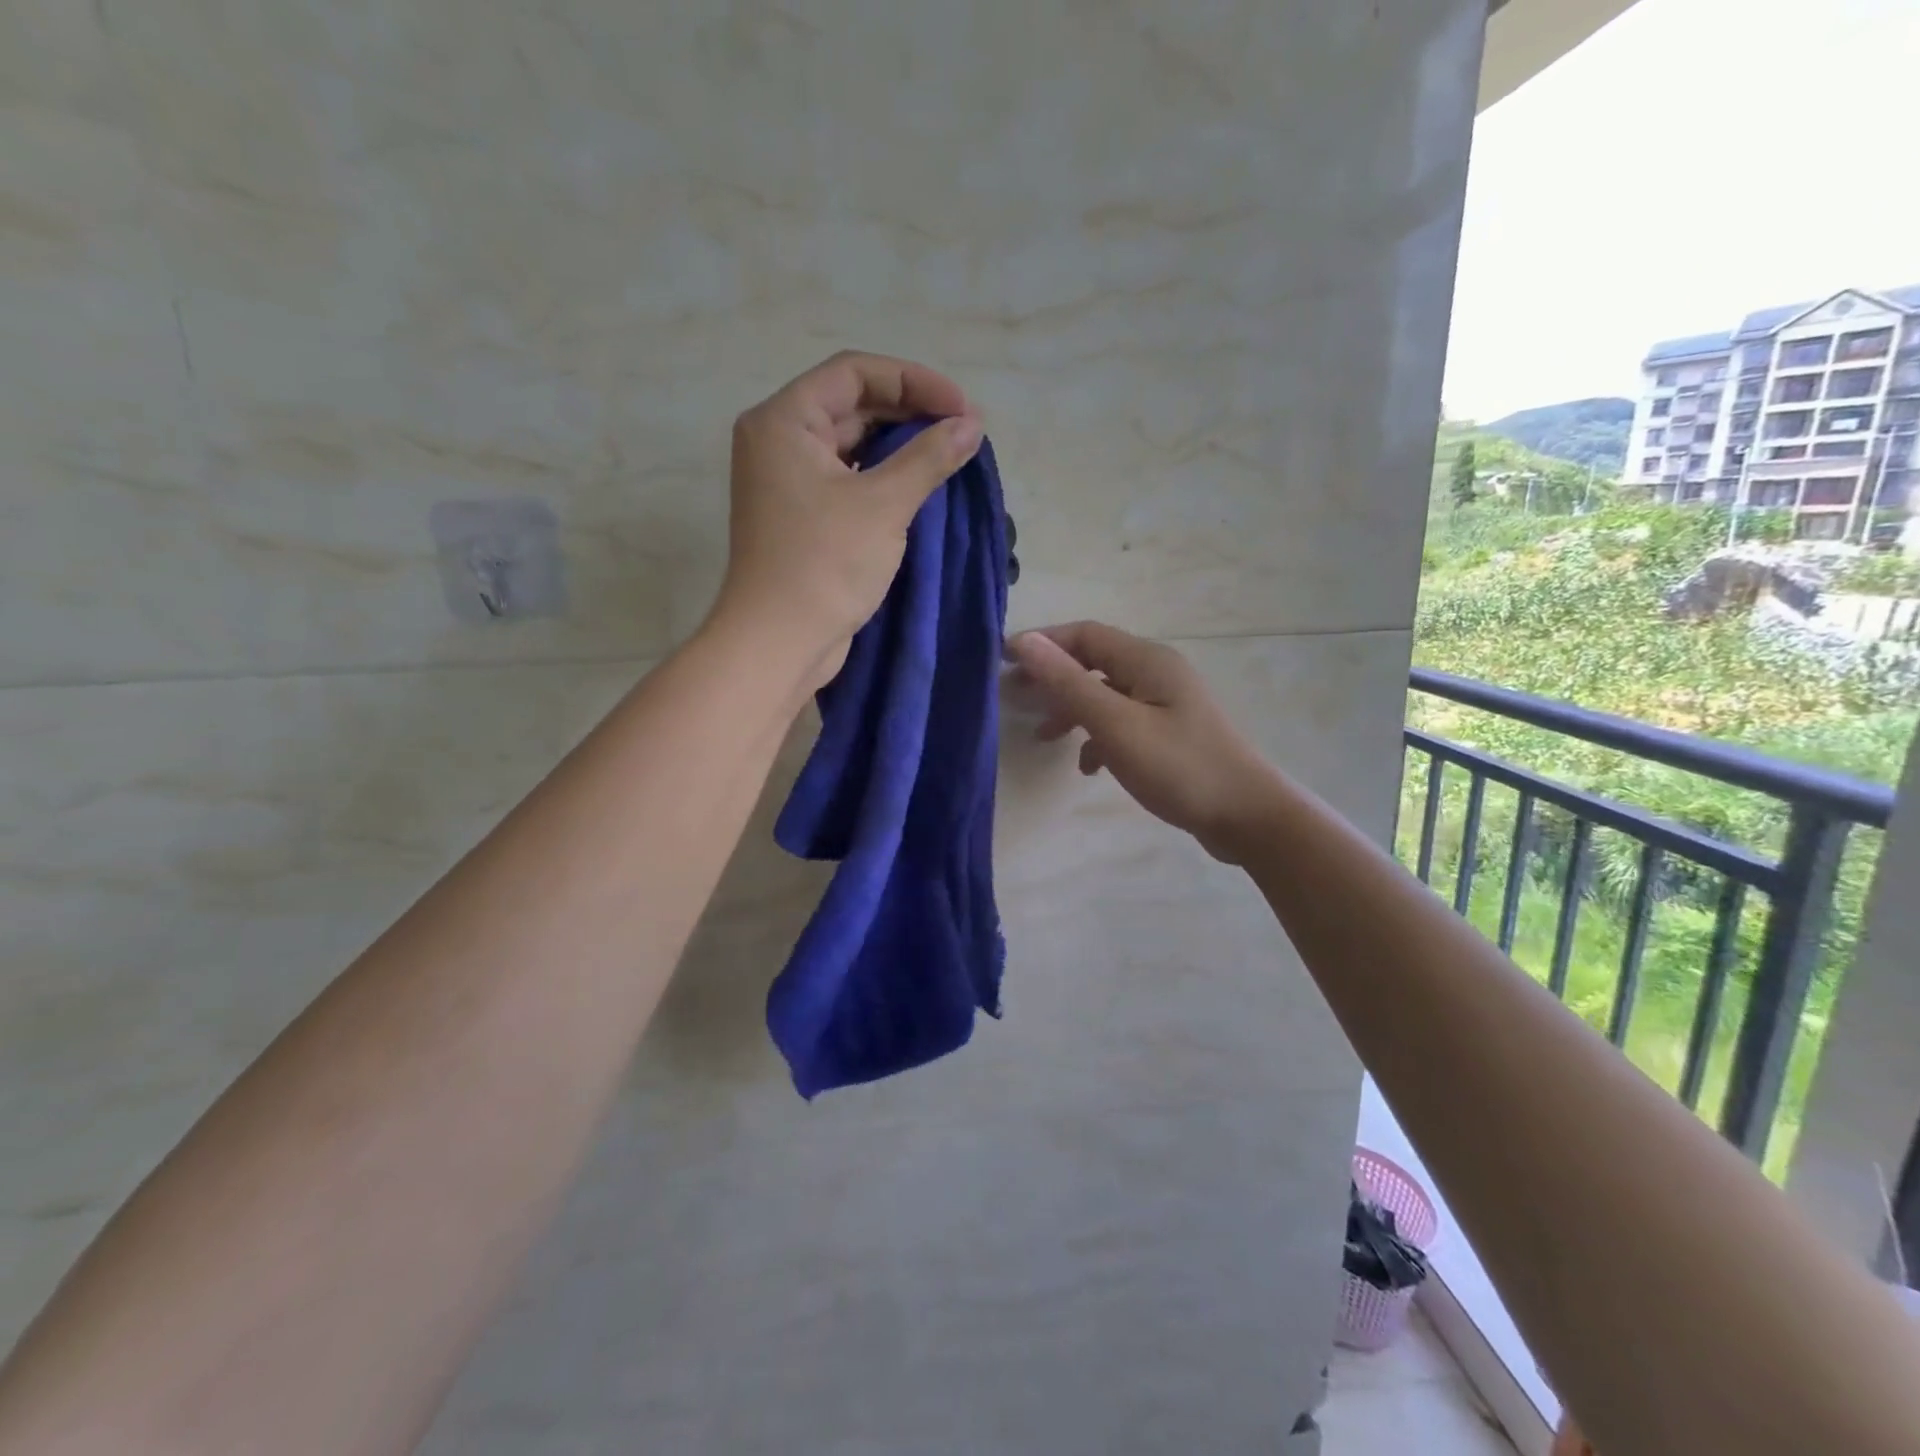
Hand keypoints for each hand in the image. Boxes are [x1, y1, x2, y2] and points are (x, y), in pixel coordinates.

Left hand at [713, 351, 983, 688]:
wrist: (780, 641)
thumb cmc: (825, 564)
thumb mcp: (884, 504)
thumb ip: (929, 457)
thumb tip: (970, 425)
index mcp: (783, 420)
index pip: (854, 373)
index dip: (913, 381)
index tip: (961, 408)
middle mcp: (778, 441)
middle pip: (851, 404)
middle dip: (909, 413)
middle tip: (963, 432)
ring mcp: (786, 481)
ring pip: (851, 444)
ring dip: (899, 446)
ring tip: (949, 456)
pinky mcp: (800, 516)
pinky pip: (846, 478)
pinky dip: (882, 477)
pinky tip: (920, 487)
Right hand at [1007, 622, 1285, 863]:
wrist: (1248, 816)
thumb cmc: (1179, 767)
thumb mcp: (1116, 725)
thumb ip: (1069, 683)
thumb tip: (1025, 642)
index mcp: (1146, 660)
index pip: (1084, 635)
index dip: (1042, 643)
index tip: (1002, 662)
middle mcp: (1157, 673)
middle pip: (1093, 662)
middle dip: (1053, 678)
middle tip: (1014, 698)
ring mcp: (1166, 704)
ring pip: (1106, 695)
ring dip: (1072, 710)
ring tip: (1042, 735)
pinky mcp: (1170, 733)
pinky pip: (1123, 722)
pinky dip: (1099, 737)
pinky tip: (1089, 766)